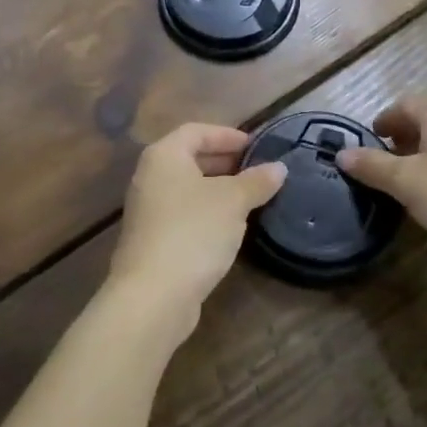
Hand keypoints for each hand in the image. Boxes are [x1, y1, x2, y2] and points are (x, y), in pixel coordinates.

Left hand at [108, 123, 286, 340]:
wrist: (153, 295)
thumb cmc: (193, 232)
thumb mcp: (233, 202)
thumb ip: (256, 181)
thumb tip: (278, 168)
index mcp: (164, 156)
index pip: (196, 131)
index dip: (227, 135)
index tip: (255, 146)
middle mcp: (150, 177)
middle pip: (189, 158)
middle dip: (224, 162)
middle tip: (257, 170)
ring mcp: (148, 211)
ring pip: (187, 188)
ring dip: (218, 189)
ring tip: (250, 198)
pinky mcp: (152, 240)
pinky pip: (184, 214)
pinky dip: (207, 212)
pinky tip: (230, 227)